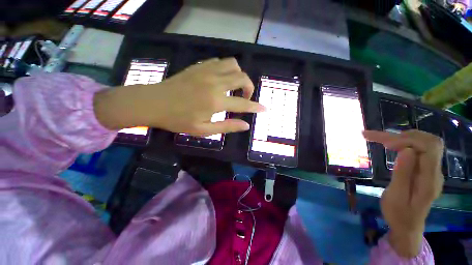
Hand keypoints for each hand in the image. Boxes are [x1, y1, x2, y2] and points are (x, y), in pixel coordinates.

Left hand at [94, 58, 264, 134]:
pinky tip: (223, 80)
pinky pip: (220, 62)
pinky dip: (227, 69)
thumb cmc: (178, 120)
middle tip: (245, 98)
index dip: (255, 107)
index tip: (264, 109)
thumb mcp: (204, 130)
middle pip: (242, 77)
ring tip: (235, 88)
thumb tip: (245, 125)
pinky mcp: (199, 66)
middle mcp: (214, 83)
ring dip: (239, 76)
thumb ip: (227, 126)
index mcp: (215, 101)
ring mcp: (206, 71)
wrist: (154, 103)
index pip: (243, 103)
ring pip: (233, 65)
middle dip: (249, 88)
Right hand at [363, 130, 443, 256]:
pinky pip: (419, 149)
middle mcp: (435, 171)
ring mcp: (432, 170)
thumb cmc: (398, 213)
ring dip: (402, 137)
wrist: (407, 226)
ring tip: (379, 138)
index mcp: (429, 180)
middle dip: (403, 136)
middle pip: (429, 141)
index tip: (385, 145)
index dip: (408, 141)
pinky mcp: (425, 169)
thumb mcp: (396, 196)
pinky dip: (403, 142)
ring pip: (424, 142)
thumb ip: (403, 173)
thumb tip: (407, 150)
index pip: (429, 148)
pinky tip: (389, 144)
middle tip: (377, 138)